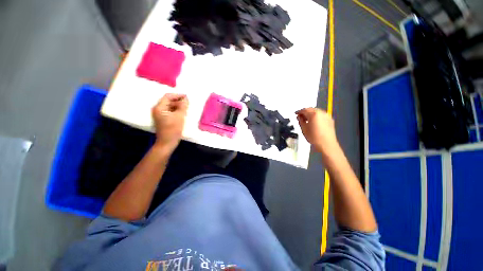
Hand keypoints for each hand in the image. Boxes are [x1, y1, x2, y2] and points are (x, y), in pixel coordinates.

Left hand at [152, 93, 187, 152]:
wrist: (167, 142)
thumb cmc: (173, 129)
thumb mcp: (179, 116)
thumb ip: (183, 106)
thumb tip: (186, 98)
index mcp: (159, 107)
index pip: (168, 97)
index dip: (178, 95)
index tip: (187, 97)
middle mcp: (158, 110)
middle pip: (169, 101)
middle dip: (179, 101)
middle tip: (188, 103)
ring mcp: (160, 115)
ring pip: (170, 107)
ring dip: (178, 106)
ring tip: (187, 108)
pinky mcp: (163, 119)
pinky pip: (170, 112)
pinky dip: (176, 111)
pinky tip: (183, 113)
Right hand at [296, 108, 337, 153]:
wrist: (326, 144)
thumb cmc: (314, 137)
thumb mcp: (303, 129)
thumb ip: (300, 120)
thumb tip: (299, 117)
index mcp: (314, 114)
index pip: (304, 110)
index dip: (299, 111)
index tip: (296, 114)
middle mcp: (321, 113)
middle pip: (311, 109)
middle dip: (305, 112)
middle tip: (300, 117)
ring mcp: (326, 116)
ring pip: (316, 111)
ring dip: (311, 114)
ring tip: (306, 119)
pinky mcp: (330, 119)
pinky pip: (321, 115)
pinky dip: (316, 116)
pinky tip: (313, 122)